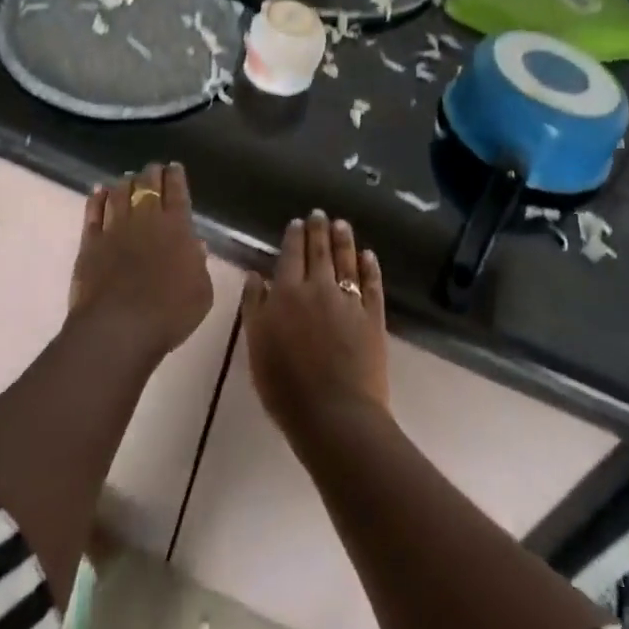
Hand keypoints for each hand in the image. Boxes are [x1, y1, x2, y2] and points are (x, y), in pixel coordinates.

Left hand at [69, 162, 212, 362]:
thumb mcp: (202, 292)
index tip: (174, 167)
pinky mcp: (90, 242)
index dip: (176, 176)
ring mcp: (115, 228)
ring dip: (125, 183)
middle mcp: (146, 219)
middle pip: (147, 185)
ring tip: (128, 179)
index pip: (177, 191)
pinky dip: (97, 198)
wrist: (119, 328)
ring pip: (119, 192)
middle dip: (151, 173)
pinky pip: (93, 212)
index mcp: (177, 227)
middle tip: (153, 169)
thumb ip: (199, 264)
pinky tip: (99, 191)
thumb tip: (194, 244)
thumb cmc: (169, 313)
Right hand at [243, 211, 387, 445]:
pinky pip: (372, 285)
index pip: (291, 255)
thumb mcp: (256, 346)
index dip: (294, 237)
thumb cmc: (285, 386)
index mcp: (287, 293)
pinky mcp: (373, 317)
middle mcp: (319, 288)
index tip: (297, 222)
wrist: (335, 415)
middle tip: (320, 214)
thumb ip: (254, 307)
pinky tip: (369, 256)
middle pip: (320, 251)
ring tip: (342, 224)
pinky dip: (370, 267)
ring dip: (344, 240)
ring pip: (347, 261)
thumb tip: (255, 276)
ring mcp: (349, 301)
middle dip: (319, 229)